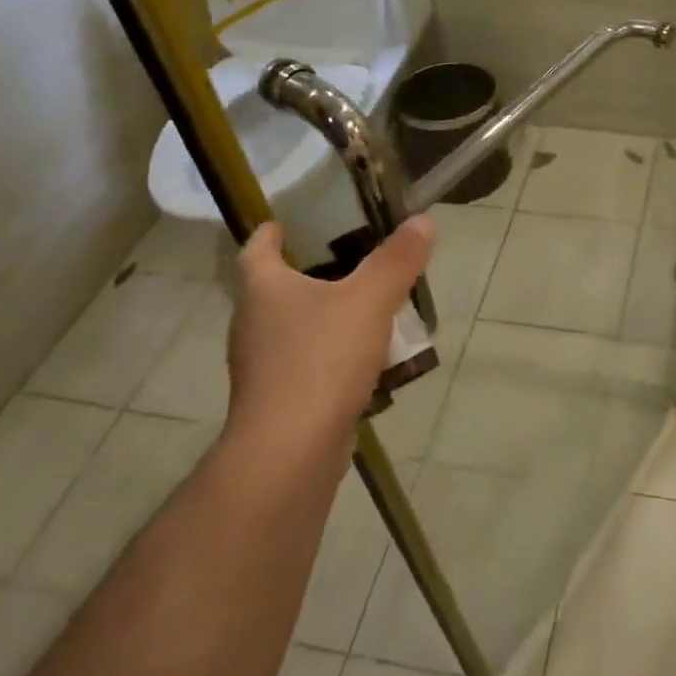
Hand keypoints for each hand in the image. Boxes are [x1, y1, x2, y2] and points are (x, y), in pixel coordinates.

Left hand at [224, 217, 433, 456]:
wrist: (290, 454)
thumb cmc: (321, 360)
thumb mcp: (370, 299)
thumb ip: (397, 260)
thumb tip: (422, 222)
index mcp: (263, 289)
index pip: (256, 248)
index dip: (272, 231)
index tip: (289, 222)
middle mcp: (253, 323)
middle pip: (278, 287)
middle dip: (312, 273)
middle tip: (354, 260)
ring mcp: (263, 366)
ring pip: (297, 328)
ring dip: (328, 316)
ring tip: (371, 308)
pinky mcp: (279, 400)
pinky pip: (309, 363)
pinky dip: (334, 355)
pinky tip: (370, 360)